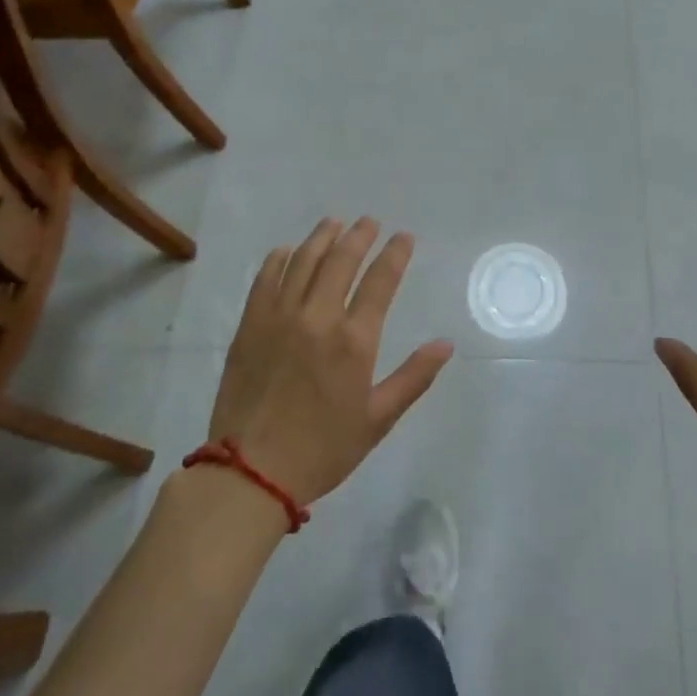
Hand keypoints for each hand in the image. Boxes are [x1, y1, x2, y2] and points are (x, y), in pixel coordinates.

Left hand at [209, 218, 454, 506]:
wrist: (251, 473)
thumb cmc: (323, 449)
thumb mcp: (378, 419)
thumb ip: (413, 377)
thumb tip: (446, 344)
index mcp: (354, 341)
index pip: (381, 281)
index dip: (395, 254)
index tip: (404, 237)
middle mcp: (318, 318)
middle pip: (341, 260)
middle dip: (359, 235)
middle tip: (369, 222)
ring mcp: (279, 318)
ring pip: (303, 261)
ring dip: (322, 237)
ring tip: (334, 224)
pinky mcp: (250, 326)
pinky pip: (265, 279)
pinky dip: (280, 259)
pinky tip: (288, 250)